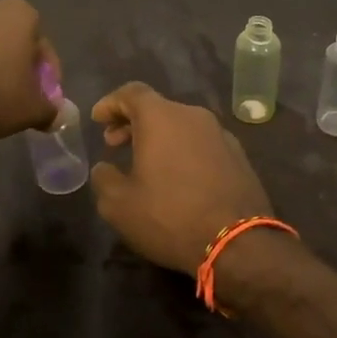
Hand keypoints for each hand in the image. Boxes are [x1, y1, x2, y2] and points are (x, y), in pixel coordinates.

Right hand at [89, 83, 273, 274]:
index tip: (98, 119)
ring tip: (144, 163)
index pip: (132, 93)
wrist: (238, 244)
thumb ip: (104, 178)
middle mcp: (194, 116)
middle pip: (157, 108)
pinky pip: (201, 143)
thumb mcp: (119, 205)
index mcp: (162, 117)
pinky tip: (177, 178)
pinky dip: (183, 150)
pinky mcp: (238, 156)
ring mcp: (221, 135)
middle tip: (114, 144)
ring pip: (182, 125)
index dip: (111, 103)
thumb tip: (104, 168)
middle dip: (132, 122)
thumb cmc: (170, 217)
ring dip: (159, 138)